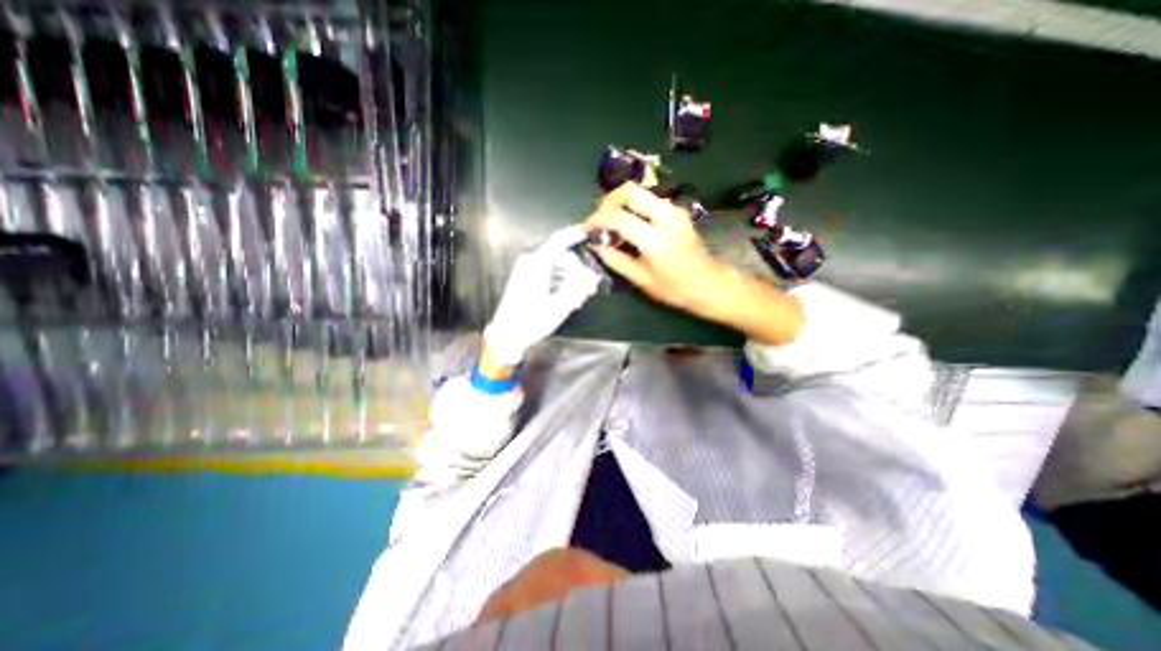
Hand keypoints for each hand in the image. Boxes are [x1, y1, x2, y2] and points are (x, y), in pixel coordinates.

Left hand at [485, 223, 603, 366]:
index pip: (560, 241)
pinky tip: (567, 299)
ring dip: (571, 280)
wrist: (507, 336)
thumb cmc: (532, 321)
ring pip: (557, 267)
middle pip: (563, 258)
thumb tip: (592, 278)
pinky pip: (549, 274)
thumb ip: (579, 288)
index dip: (575, 235)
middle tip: (589, 290)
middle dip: (579, 272)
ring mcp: (527, 271)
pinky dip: (560, 283)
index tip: (588, 234)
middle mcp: (531, 262)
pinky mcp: (526, 280)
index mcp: (537, 264)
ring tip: (578, 300)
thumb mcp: (560, 306)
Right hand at [584, 184, 804, 346]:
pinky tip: (629, 223)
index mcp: (655, 239)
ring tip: (611, 221)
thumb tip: (595, 246)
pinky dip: (634, 206)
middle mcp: (665, 217)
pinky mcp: (678, 211)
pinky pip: (650, 199)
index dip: (597, 220)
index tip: (587, 228)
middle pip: (630, 191)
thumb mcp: (642, 280)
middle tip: (598, 218)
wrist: (709, 284)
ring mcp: (674, 211)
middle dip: (608, 200)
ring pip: (640, 192)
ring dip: (621, 202)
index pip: (618, 218)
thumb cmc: (675, 288)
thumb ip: (617, 260)